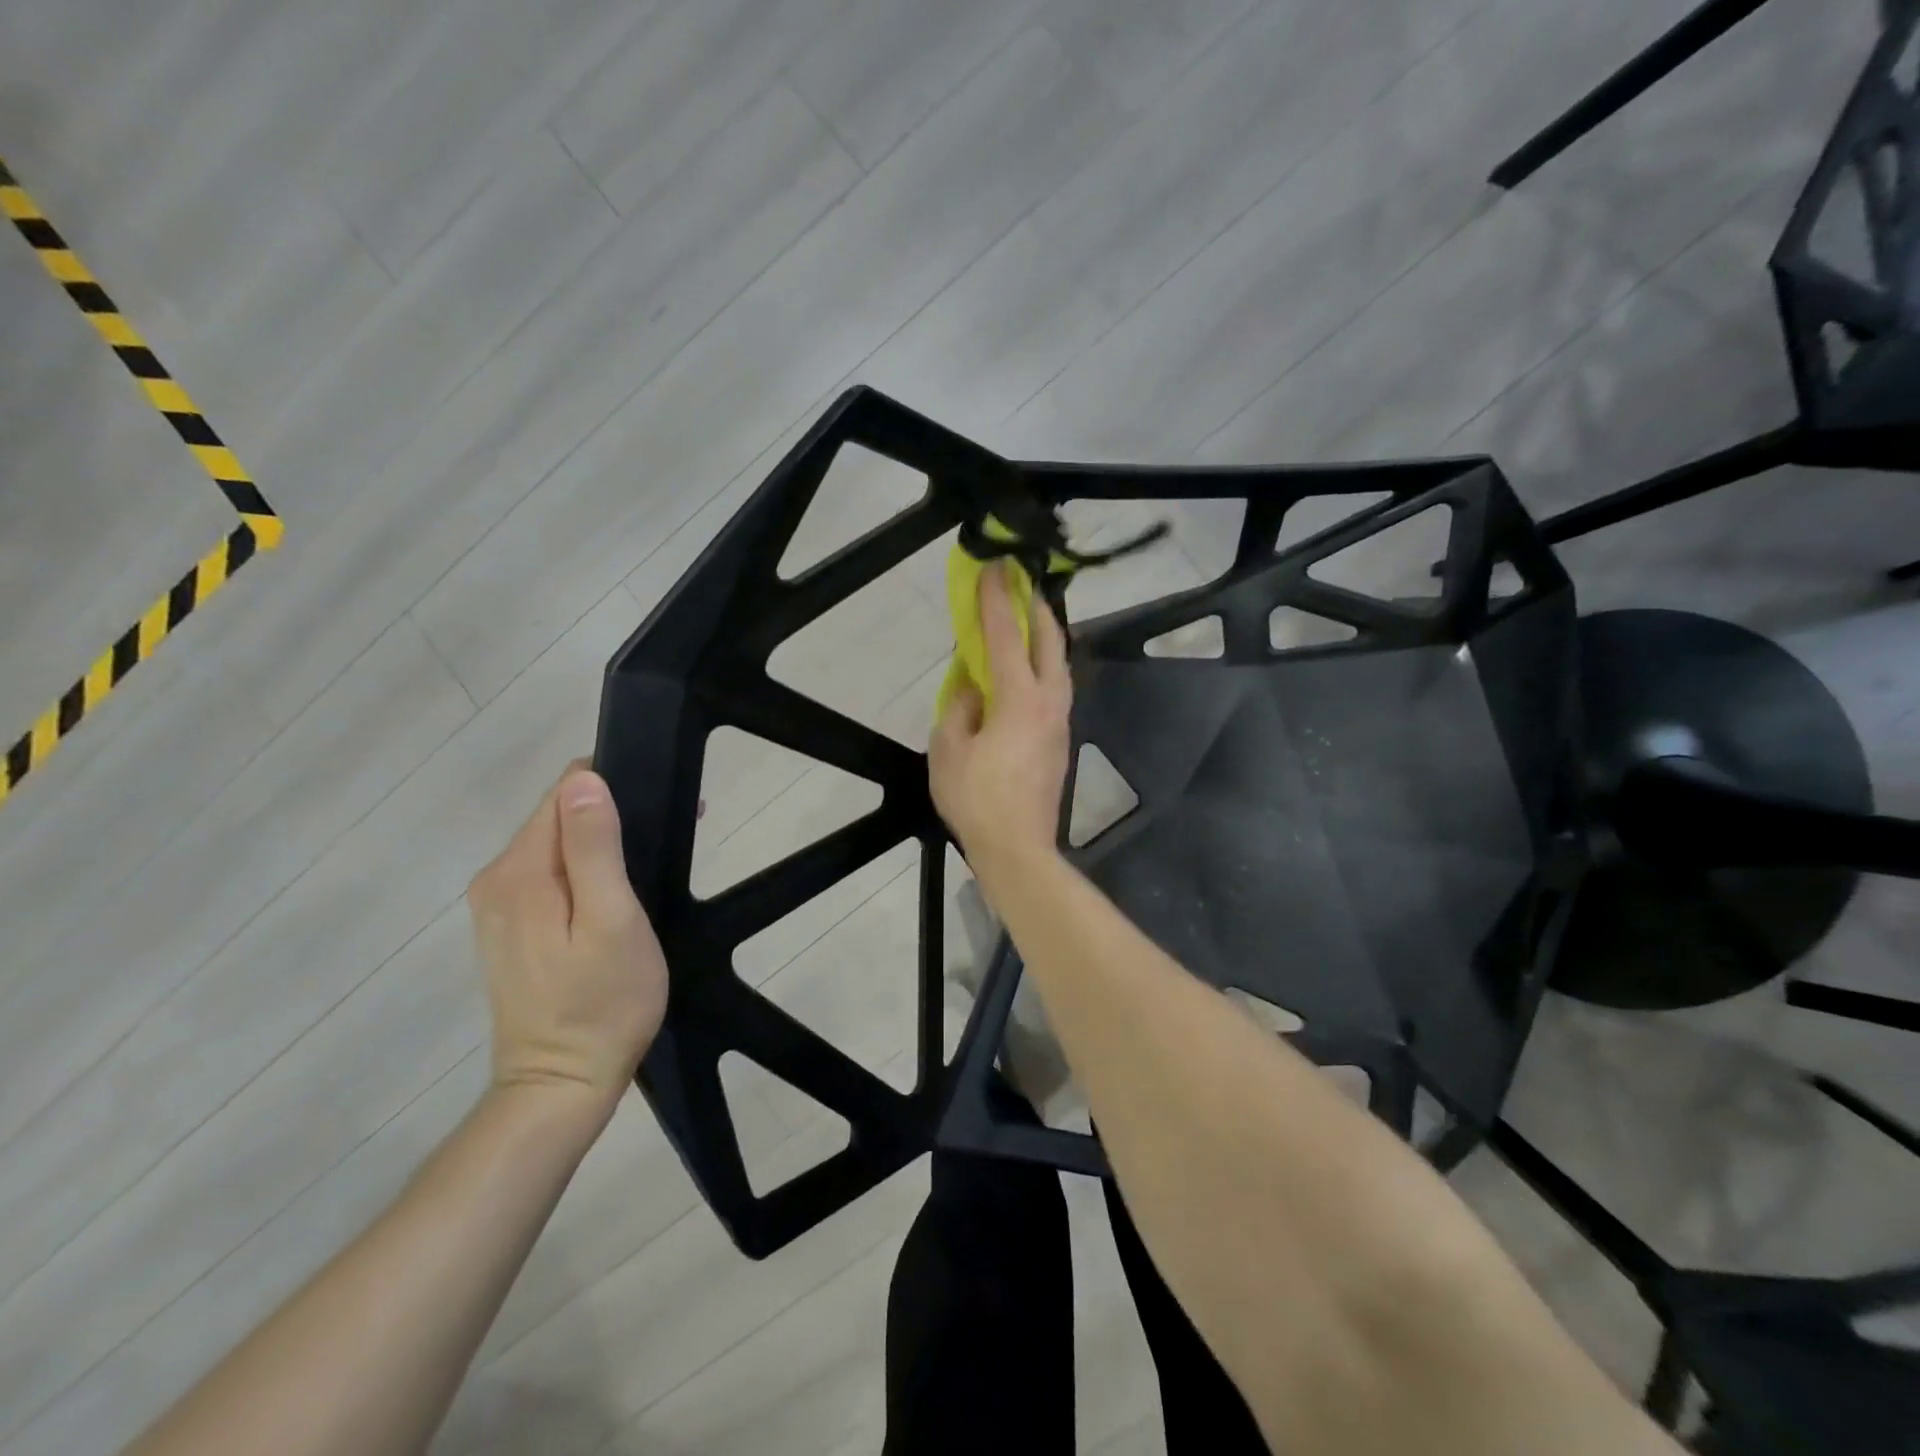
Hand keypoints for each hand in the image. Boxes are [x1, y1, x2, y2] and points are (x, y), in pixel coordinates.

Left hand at [468, 763, 667, 1124]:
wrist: (560, 1087)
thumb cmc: (602, 1003)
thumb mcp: (612, 920)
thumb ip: (595, 847)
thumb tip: (584, 779)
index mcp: (519, 871)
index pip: (563, 792)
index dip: (614, 789)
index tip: (657, 810)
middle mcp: (496, 879)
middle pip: (557, 817)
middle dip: (611, 816)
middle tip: (666, 843)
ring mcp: (498, 907)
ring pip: (556, 846)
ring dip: (601, 845)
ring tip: (649, 870)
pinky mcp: (510, 929)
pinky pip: (550, 876)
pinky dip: (586, 872)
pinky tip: (617, 896)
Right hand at [930, 564, 1072, 875]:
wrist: (1018, 848)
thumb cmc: (977, 799)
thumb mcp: (948, 750)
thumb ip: (959, 708)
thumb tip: (973, 690)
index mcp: (1019, 698)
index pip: (1005, 636)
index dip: (996, 600)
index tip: (993, 568)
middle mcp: (1049, 702)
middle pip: (1050, 641)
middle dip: (1036, 608)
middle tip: (1021, 585)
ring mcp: (1061, 722)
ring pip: (1060, 665)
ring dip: (1045, 637)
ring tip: (1027, 623)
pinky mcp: (1061, 741)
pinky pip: (1056, 689)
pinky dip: (1044, 666)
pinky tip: (1028, 672)